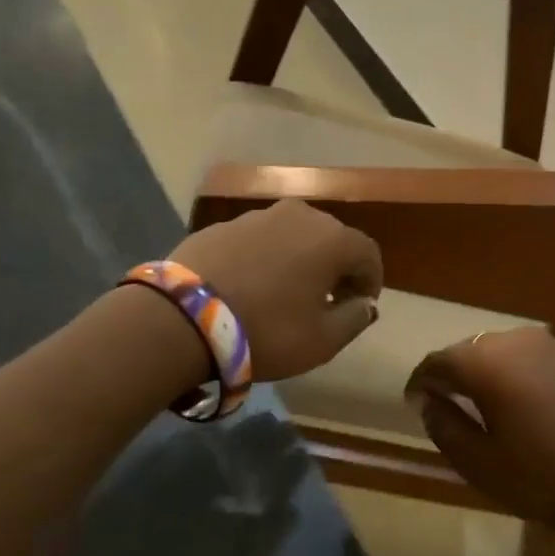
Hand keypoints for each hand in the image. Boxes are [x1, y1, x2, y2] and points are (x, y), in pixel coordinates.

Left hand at [170, 200, 382, 381]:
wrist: (183, 319)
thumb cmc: (268, 330)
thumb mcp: (323, 340)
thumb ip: (355, 319)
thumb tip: (364, 304)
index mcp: (331, 238)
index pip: (368, 253)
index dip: (371, 281)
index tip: (360, 307)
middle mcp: (299, 215)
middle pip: (331, 239)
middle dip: (336, 268)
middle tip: (328, 301)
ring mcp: (257, 216)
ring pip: (293, 237)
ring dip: (299, 261)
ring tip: (287, 294)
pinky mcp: (222, 225)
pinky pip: (259, 241)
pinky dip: (265, 259)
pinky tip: (251, 287)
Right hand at [406, 328, 554, 528]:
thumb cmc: (544, 477)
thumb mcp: (481, 463)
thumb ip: (445, 426)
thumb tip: (429, 402)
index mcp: (487, 362)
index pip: (438, 361)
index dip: (421, 381)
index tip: (414, 401)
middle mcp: (520, 341)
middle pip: (474, 350)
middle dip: (457, 373)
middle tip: (450, 401)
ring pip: (510, 352)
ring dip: (494, 372)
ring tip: (492, 402)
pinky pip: (542, 360)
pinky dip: (527, 375)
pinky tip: (534, 403)